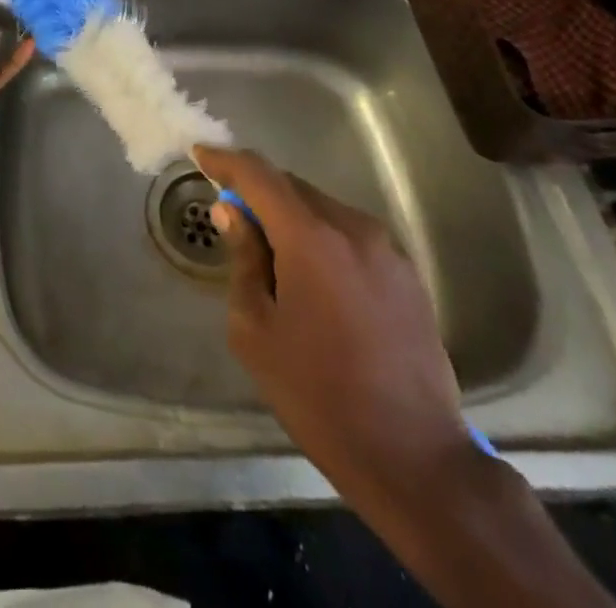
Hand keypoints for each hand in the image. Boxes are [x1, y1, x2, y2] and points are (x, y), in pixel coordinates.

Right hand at [194, 145, 477, 511]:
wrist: (414, 459)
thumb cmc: (318, 395)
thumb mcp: (256, 331)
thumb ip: (243, 260)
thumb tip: (231, 213)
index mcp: (312, 238)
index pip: (259, 175)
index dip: (225, 161)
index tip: (200, 155)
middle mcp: (353, 229)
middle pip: (293, 188)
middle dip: (258, 194)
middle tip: (233, 220)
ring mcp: (387, 251)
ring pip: (324, 209)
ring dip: (292, 218)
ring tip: (274, 260)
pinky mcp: (408, 275)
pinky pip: (351, 236)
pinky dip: (322, 239)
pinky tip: (315, 281)